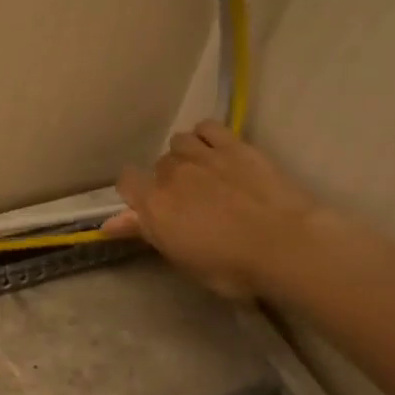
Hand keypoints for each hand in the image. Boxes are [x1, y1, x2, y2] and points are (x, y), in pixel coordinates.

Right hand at [106, 120, 323, 298]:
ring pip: (179, 142)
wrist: (285, 245)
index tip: (149, 208)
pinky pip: (207, 127)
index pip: (126, 182)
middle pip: (158, 165)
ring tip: (203, 172)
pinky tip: (216, 150)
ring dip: (185, 155)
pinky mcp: (233, 145)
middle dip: (167, 179)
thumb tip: (109, 224)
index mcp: (154, 205)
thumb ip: (146, 233)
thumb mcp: (181, 259)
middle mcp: (171, 174)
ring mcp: (202, 156)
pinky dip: (206, 136)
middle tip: (188, 201)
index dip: (135, 193)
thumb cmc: (231, 267)